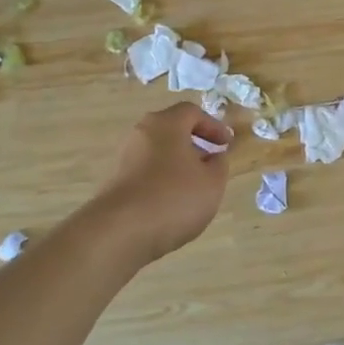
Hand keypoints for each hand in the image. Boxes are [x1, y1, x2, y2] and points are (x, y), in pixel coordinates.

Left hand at [91, 103, 233, 263]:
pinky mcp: (116, 182)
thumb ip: (219, 164)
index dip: (214, 125)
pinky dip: (163, 180)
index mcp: (166, 124)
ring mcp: (125, 158)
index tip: (227, 144)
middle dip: (195, 143)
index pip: (192, 112)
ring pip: (158, 152)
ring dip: (179, 164)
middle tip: (212, 162)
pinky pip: (146, 172)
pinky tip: (173, 203)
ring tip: (195, 187)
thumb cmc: (175, 198)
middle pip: (171, 130)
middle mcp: (141, 134)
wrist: (121, 232)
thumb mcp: (212, 182)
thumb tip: (214, 156)